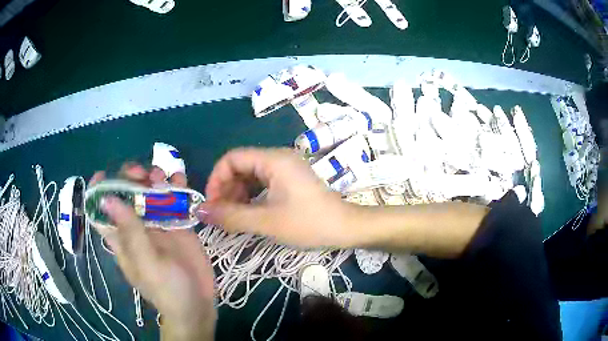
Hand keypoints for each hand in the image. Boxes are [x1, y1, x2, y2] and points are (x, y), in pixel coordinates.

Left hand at [90, 164, 215, 340]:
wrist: (198, 304)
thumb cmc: (167, 290)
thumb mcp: (147, 263)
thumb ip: (130, 232)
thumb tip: (106, 199)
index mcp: (122, 238)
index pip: (102, 213)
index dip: (98, 193)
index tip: (102, 174)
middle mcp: (136, 227)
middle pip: (127, 195)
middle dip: (130, 179)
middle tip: (141, 174)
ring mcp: (158, 224)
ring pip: (149, 193)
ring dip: (153, 179)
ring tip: (162, 177)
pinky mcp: (178, 225)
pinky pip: (174, 200)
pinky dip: (175, 186)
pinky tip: (179, 179)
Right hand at [198, 148, 354, 247]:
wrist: (346, 228)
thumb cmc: (309, 223)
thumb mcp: (267, 221)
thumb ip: (231, 216)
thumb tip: (200, 212)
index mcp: (273, 159)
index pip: (231, 158)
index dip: (216, 179)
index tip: (212, 204)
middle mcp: (278, 158)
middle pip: (240, 166)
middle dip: (226, 189)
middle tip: (221, 215)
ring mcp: (285, 169)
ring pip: (250, 176)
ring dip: (237, 194)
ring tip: (232, 217)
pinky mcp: (290, 181)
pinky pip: (262, 183)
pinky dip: (250, 197)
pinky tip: (247, 213)